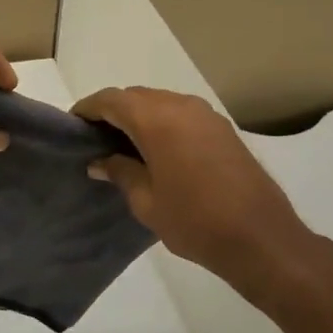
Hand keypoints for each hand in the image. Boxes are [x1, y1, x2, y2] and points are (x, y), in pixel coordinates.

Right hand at [72, 86, 315, 289]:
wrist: (259, 236)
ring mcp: (206, 115)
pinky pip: (182, 114)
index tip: (72, 125)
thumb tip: (100, 161)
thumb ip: (120, 173)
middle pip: (137, 96)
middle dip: (113, 111)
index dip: (88, 109)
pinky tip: (156, 151)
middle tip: (95, 139)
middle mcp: (181, 106)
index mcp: (157, 120)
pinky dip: (163, 123)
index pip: (111, 100)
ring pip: (161, 102)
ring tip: (123, 146)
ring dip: (139, 116)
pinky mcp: (222, 129)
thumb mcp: (146, 201)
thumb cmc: (194, 221)